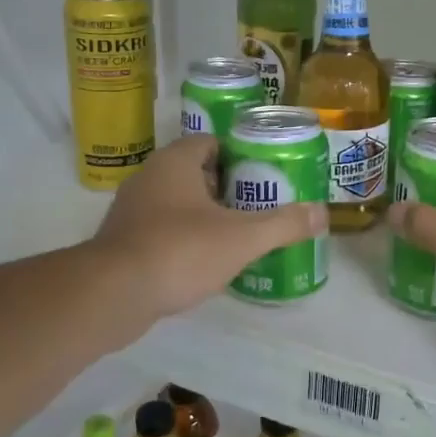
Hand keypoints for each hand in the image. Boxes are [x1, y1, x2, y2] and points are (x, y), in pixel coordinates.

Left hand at [92, 135, 325, 319]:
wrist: (113, 294)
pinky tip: (204, 260)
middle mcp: (149, 177)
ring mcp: (131, 210)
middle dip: (226, 186)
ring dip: (204, 213)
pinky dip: (183, 237)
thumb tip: (322, 213)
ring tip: (238, 233)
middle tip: (259, 204)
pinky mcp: (122, 241)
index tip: (264, 174)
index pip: (210, 142)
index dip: (239, 154)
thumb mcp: (242, 238)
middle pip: (195, 172)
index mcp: (175, 162)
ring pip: (177, 202)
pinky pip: (161, 229)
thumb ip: (283, 224)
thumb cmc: (180, 251)